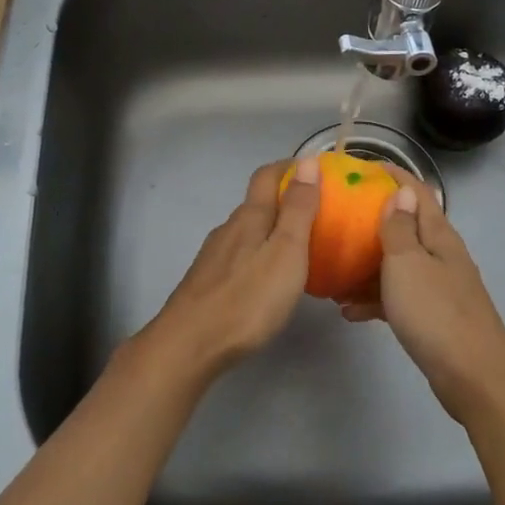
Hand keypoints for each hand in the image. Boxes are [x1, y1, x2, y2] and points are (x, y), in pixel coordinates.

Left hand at [142, 157, 321, 378]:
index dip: (288, 167)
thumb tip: (306, 160)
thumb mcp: (286, 251)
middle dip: (283, 200)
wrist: (189, 344)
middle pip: (256, 203)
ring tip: (296, 247)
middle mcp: (229, 229)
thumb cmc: (248, 298)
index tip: (312, 169)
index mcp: (250, 217)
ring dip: (270, 229)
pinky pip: (238, 255)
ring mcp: (214, 255)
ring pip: (246, 231)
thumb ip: (298, 208)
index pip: (267, 176)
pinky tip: (266, 278)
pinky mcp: (207, 281)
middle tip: (315, 213)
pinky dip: (257, 254)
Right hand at [342, 169, 504, 426]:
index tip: (357, 169)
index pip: (415, 192)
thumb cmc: (436, 313)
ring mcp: (438, 287)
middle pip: (404, 227)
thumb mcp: (408, 264)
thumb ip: (400, 228)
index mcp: (438, 235)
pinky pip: (397, 297)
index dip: (390, 175)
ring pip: (397, 264)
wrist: (474, 378)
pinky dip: (374, 299)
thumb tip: (401, 191)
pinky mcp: (432, 316)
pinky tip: (348, 312)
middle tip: (334, 219)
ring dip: (366, 265)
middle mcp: (440, 255)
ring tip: (332, 272)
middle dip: (370, 221)